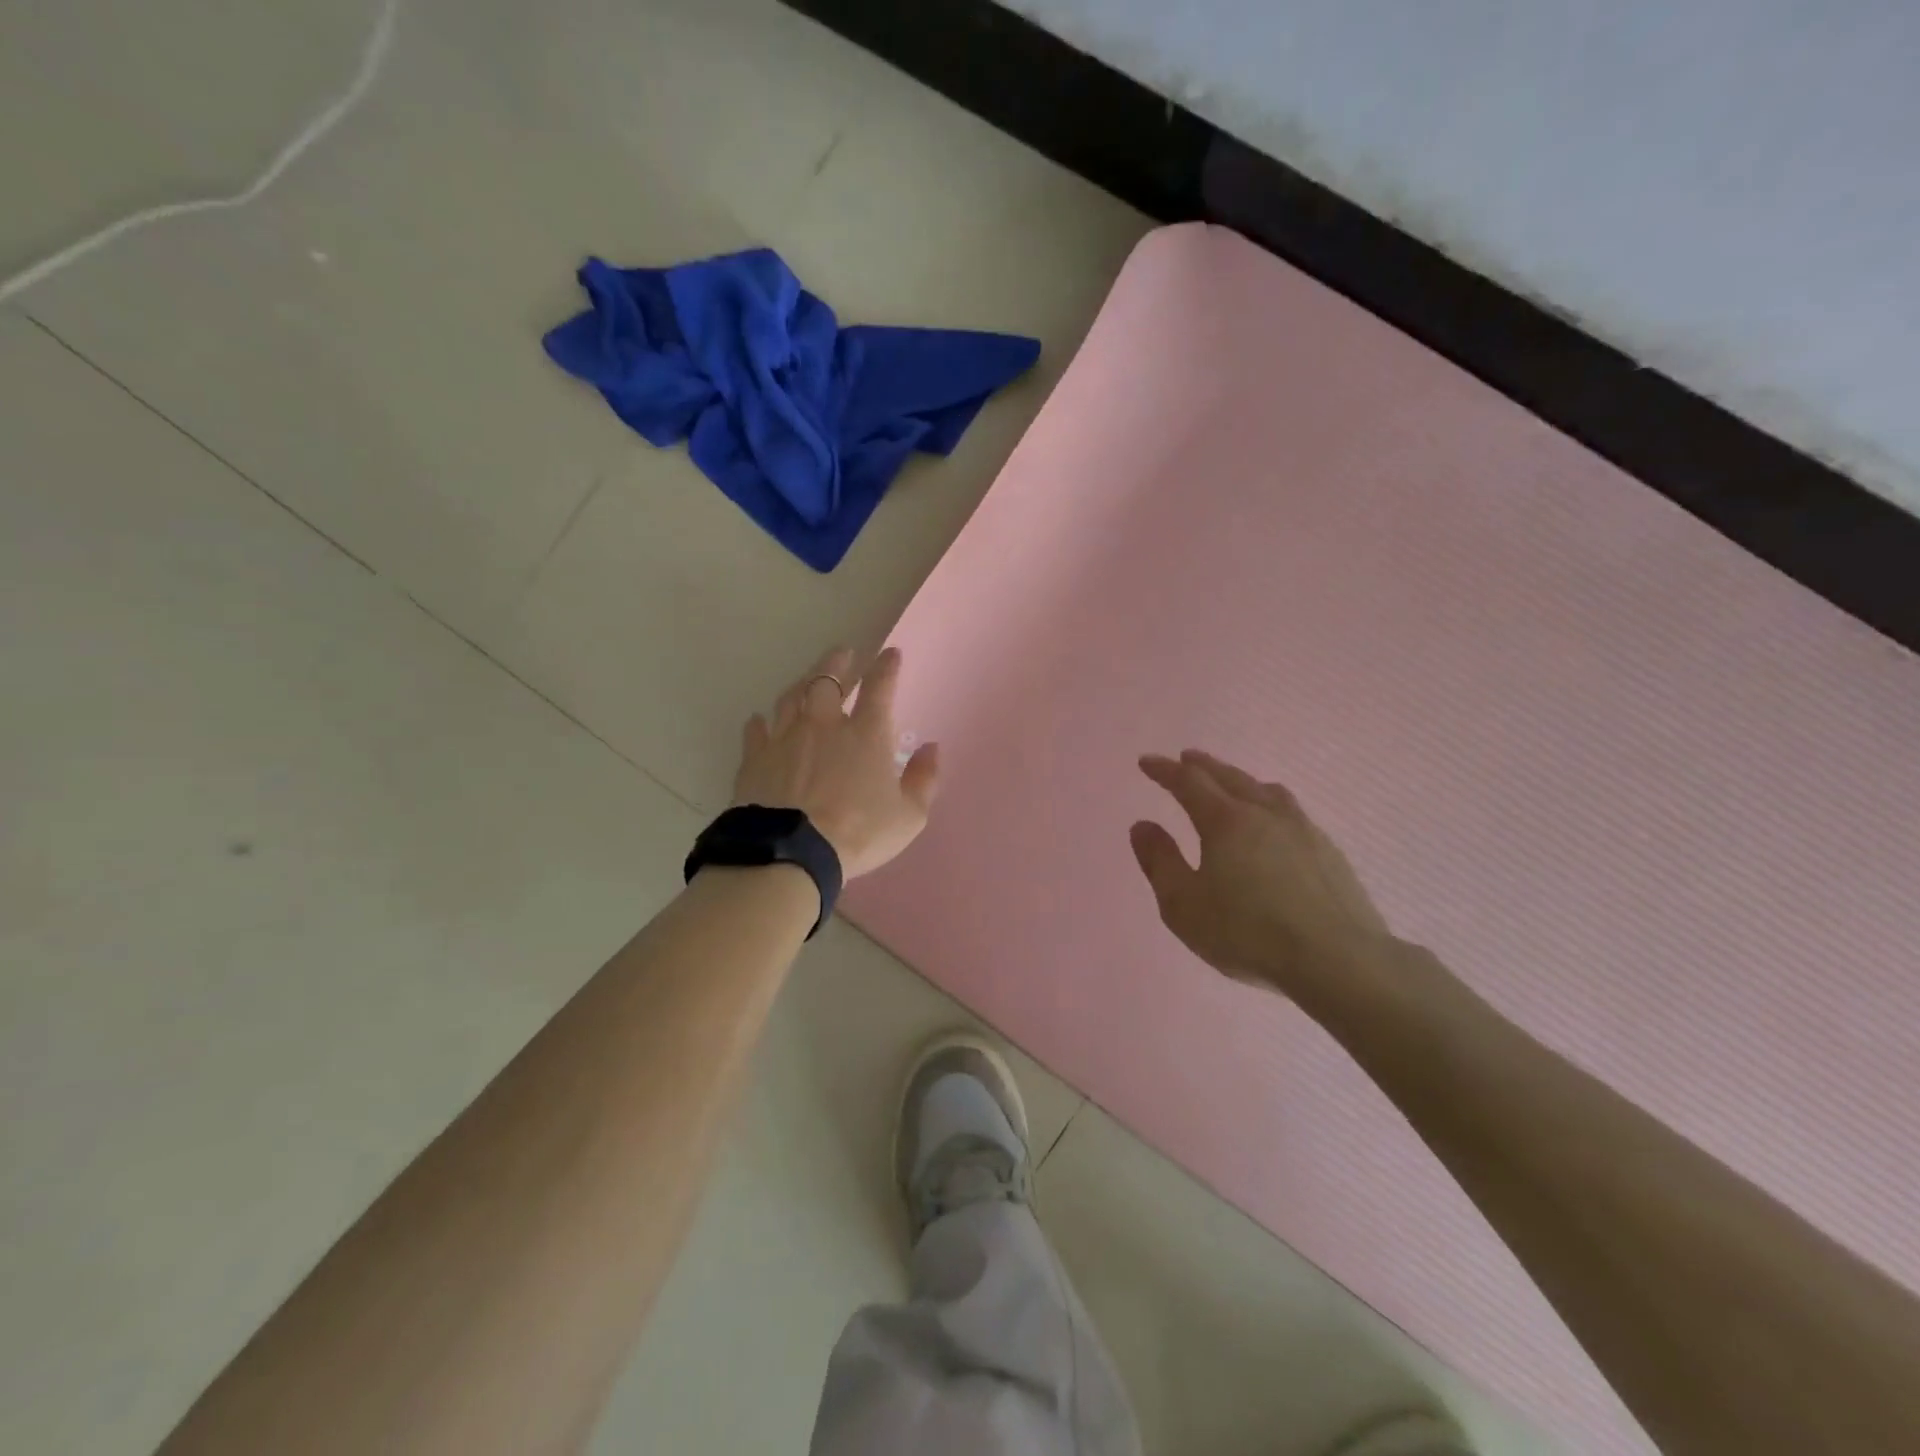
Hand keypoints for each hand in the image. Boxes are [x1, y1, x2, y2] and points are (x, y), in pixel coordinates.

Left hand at [734, 647, 939, 879]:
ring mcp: (785, 738)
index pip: (880, 687)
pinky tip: (759, 720)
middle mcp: (824, 725)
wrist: (792, 852)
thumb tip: (932, 748)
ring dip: (802, 683)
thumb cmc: (858, 833)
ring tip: (807, 679)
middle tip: (843, 653)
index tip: (891, 653)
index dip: (887, 667)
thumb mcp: (908, 816)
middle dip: (838, 663)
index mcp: (866, 734)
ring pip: (791, 697)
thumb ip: (923, 779)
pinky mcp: (755, 758)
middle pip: (828, 680)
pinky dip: (760, 723)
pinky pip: (756, 730)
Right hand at [1130, 749, 1394, 1001]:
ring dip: (1242, 780)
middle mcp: (1264, 814)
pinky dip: (1270, 804)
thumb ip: (1160, 862)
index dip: (1165, 770)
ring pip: (1267, 791)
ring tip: (1233, 783)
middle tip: (1186, 758)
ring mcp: (1302, 830)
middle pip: (1230, 777)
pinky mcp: (1329, 852)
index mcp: (1225, 821)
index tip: (1147, 762)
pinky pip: (1292, 812)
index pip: (1188, 782)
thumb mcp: (1184, 905)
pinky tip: (1275, 824)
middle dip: (1203, 766)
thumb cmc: (1247, 933)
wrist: (1337, 960)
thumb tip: (1143, 825)